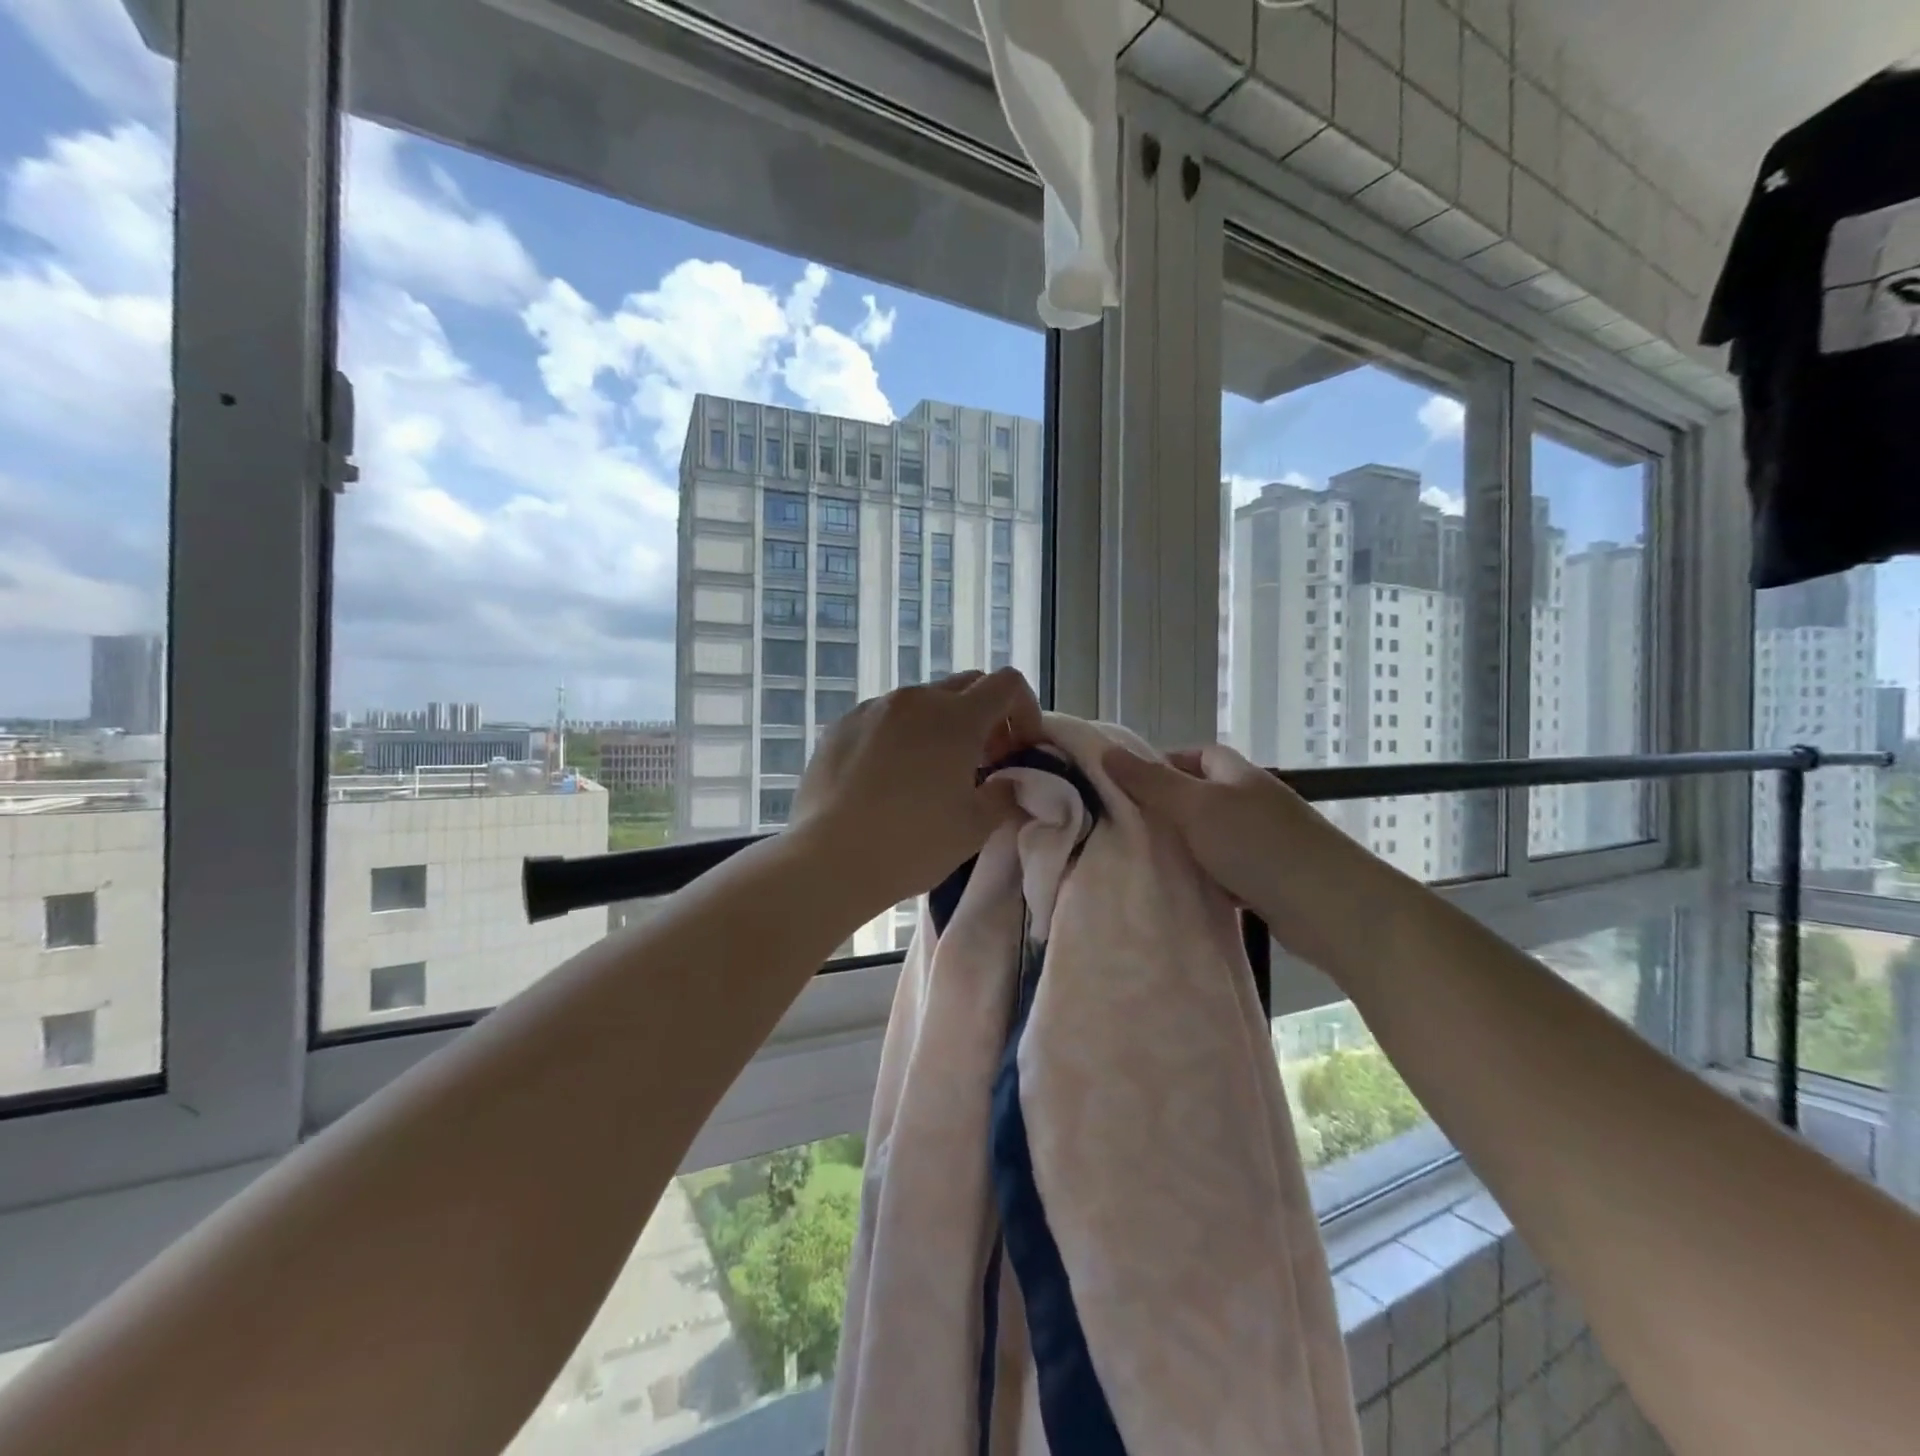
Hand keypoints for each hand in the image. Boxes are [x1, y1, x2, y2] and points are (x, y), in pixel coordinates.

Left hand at [793, 669, 1043, 913]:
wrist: (828, 860)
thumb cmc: (912, 843)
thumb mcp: (975, 826)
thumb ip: (1004, 793)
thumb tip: (1009, 781)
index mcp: (956, 717)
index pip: (1007, 684)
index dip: (1025, 711)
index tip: (1019, 750)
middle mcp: (915, 699)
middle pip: (966, 686)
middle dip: (986, 716)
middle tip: (983, 762)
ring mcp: (872, 709)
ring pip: (922, 702)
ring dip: (941, 725)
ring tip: (933, 772)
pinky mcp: (840, 726)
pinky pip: (884, 718)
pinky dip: (902, 735)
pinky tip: (889, 778)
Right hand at [1102, 741, 1380, 968]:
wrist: (1331, 908)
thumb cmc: (1259, 845)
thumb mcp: (1195, 807)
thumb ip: (1150, 782)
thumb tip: (1106, 751)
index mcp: (1237, 775)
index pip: (1195, 755)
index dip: (1161, 763)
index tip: (1124, 784)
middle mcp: (1252, 802)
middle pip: (1200, 796)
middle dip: (1165, 809)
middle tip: (1125, 826)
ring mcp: (1264, 842)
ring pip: (1210, 837)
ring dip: (1183, 847)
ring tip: (1142, 860)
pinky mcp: (1269, 880)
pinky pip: (1225, 872)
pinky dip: (1204, 879)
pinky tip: (1181, 892)